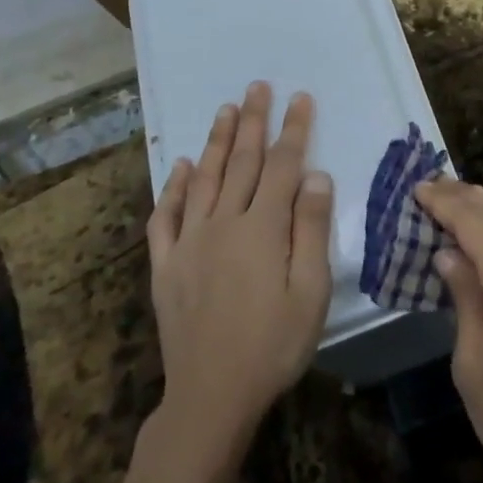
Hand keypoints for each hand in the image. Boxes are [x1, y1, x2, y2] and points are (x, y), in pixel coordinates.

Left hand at [146, 83, 332, 454]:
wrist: (211, 396)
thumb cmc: (273, 345)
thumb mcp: (310, 292)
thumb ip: (311, 229)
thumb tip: (316, 175)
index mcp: (262, 228)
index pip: (283, 165)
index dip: (293, 129)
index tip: (299, 97)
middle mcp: (224, 222)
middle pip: (241, 162)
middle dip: (252, 121)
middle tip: (256, 87)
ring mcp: (190, 242)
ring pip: (203, 178)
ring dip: (215, 141)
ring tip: (224, 109)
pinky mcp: (167, 264)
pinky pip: (166, 217)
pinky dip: (172, 188)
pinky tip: (178, 167)